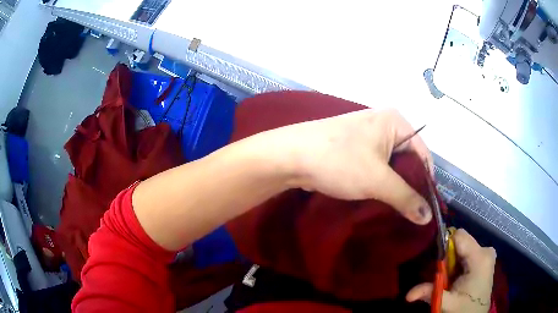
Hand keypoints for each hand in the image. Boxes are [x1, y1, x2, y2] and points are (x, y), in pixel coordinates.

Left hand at [271, 108, 432, 224]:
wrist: (290, 156)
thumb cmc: (339, 161)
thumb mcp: (378, 180)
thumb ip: (406, 198)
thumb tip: (428, 218)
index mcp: (395, 122)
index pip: (423, 154)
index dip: (427, 181)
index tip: (427, 209)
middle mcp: (384, 125)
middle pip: (408, 160)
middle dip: (410, 186)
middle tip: (413, 213)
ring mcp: (368, 137)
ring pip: (392, 166)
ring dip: (395, 187)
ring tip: (399, 211)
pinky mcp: (355, 149)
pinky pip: (377, 168)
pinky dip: (381, 184)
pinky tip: (382, 201)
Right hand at [406, 228, 496, 312]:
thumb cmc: (464, 309)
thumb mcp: (447, 303)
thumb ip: (430, 293)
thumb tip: (407, 295)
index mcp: (480, 258)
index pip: (459, 236)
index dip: (445, 246)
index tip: (439, 264)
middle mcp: (486, 250)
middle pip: (461, 242)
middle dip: (449, 257)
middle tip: (445, 277)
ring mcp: (488, 253)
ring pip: (464, 247)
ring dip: (454, 261)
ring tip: (452, 279)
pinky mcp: (486, 257)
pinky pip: (468, 252)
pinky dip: (460, 263)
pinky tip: (459, 277)